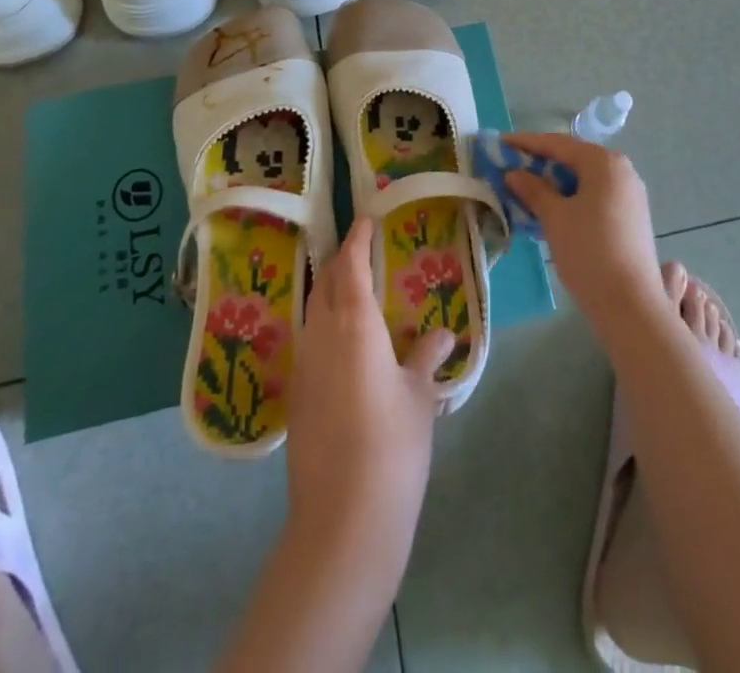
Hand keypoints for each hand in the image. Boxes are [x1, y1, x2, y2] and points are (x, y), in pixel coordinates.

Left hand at [287, 216, 453, 565]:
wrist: (343, 521)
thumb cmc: (392, 447)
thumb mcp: (420, 398)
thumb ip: (427, 358)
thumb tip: (442, 335)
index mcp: (355, 325)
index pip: (352, 265)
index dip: (358, 239)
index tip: (368, 219)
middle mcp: (322, 335)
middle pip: (327, 282)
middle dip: (342, 260)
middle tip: (363, 249)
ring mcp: (304, 366)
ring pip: (313, 310)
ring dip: (331, 291)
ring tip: (354, 288)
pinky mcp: (297, 396)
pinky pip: (310, 340)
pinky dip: (325, 323)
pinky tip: (344, 341)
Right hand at [503, 133, 665, 329]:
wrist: (630, 304)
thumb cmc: (589, 251)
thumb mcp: (554, 217)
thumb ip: (533, 190)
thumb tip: (514, 173)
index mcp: (604, 162)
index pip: (559, 144)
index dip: (527, 143)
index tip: (501, 143)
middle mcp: (622, 170)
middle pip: (574, 159)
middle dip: (542, 164)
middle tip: (511, 169)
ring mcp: (630, 194)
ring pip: (585, 179)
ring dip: (556, 183)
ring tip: (527, 192)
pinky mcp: (632, 217)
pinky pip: (596, 196)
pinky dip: (573, 198)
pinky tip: (553, 212)